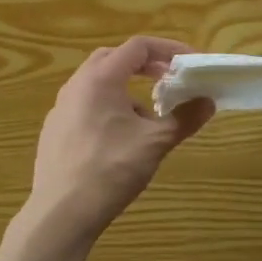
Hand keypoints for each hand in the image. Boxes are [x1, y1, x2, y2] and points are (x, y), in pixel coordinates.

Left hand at [12, 36, 213, 259]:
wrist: (60, 214)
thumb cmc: (110, 170)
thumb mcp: (155, 143)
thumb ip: (184, 118)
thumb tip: (208, 102)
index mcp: (100, 79)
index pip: (137, 46)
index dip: (167, 49)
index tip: (189, 63)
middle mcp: (76, 86)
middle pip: (113, 58)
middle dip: (144, 64)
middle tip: (168, 79)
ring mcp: (60, 109)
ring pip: (97, 83)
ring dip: (126, 88)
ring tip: (148, 116)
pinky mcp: (53, 132)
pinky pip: (85, 106)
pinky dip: (108, 107)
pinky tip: (119, 139)